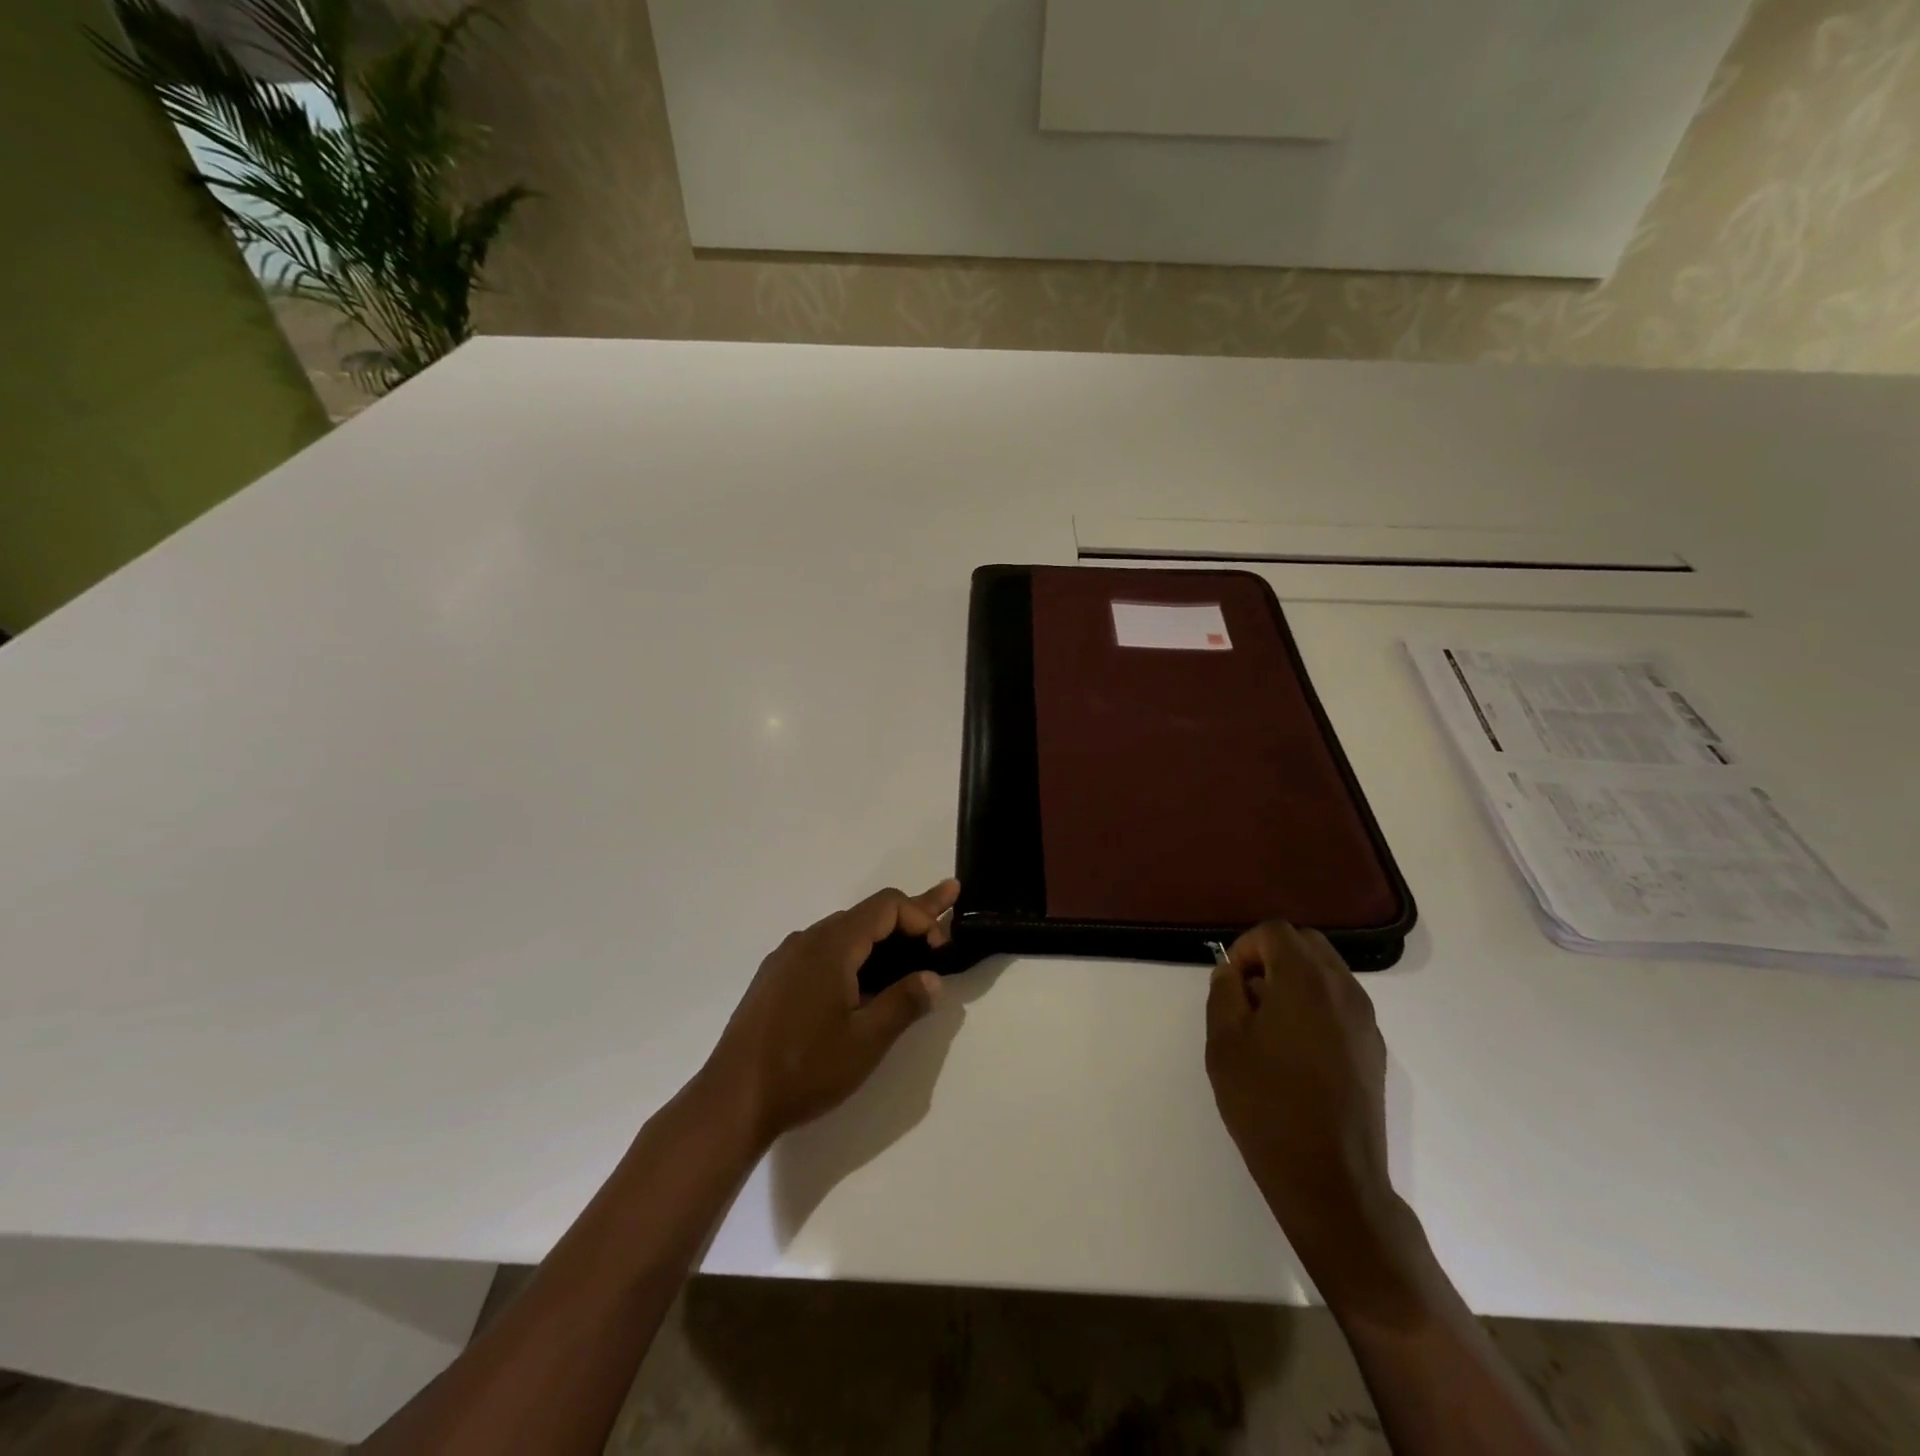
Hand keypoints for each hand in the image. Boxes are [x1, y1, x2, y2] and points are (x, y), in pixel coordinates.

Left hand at [702, 881, 959, 1149]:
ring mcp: (786, 958)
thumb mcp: (866, 1041)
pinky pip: (823, 951)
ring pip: (844, 933)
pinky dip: (854, 953)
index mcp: (831, 945)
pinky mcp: (775, 979)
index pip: (886, 906)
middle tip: (947, 905)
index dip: (922, 915)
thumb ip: (904, 1003)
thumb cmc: (804, 1068)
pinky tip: (862, 980)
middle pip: (867, 914)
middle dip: (909, 916)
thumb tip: (933, 978)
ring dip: (881, 937)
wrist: (731, 1100)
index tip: (943, 946)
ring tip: (912, 946)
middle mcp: (807, 939)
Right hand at [1206, 921, 1404, 1282]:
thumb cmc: (1267, 1104)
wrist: (1330, 1179)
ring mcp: (1366, 1022)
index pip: (1275, 932)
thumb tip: (1233, 974)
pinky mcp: (1374, 1051)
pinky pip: (1341, 1005)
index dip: (1245, 948)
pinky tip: (1295, 1053)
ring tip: (1268, 1027)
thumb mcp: (1224, 1043)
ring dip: (1295, 981)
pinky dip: (1315, 1007)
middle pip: (1307, 944)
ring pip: (1328, 973)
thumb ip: (1224, 993)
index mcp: (1306, 980)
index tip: (1230, 984)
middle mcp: (1344, 990)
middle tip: (1247, 997)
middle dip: (1272, 958)